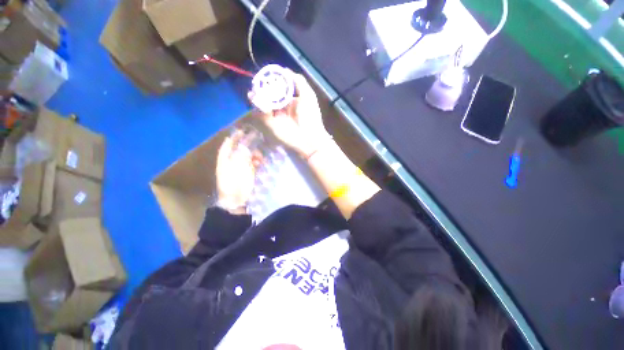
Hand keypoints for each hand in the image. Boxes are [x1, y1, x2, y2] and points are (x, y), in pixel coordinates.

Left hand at [216, 135, 261, 213]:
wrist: (236, 202)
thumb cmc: (234, 184)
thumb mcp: (237, 168)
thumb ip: (241, 155)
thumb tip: (246, 145)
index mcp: (224, 160)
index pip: (228, 145)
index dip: (234, 137)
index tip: (242, 130)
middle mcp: (231, 163)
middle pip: (239, 150)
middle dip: (248, 146)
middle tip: (257, 143)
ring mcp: (239, 169)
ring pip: (247, 157)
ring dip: (254, 154)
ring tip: (260, 157)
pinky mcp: (247, 175)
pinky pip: (252, 165)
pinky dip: (257, 162)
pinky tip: (261, 163)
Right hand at [255, 72, 331, 156]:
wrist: (309, 138)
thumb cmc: (310, 116)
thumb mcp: (308, 95)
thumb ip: (298, 81)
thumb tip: (284, 70)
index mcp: (291, 100)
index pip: (278, 88)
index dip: (272, 81)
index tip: (266, 75)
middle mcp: (282, 107)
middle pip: (268, 94)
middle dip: (262, 87)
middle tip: (257, 82)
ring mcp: (275, 116)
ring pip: (263, 103)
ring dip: (257, 95)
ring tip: (255, 90)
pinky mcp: (270, 124)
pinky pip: (260, 113)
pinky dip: (258, 106)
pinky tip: (255, 98)